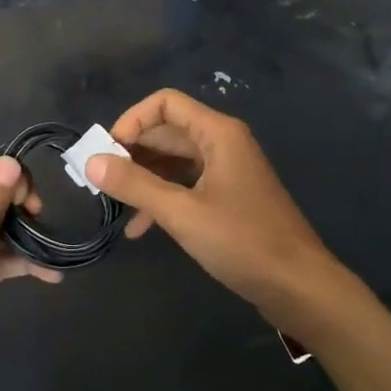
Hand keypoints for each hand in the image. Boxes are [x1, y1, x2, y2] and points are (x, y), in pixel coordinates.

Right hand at [87, 90, 347, 339]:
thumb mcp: (182, 213)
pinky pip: (187, 186)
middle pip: (168, 132)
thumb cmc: (243, 241)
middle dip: (132, 152)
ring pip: (175, 161)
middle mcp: (223, 143)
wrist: (300, 287)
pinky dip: (163, 199)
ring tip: (113, 203)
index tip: (106, 151)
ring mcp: (228, 171)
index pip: (165, 104)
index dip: (132, 120)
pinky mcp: (229, 198)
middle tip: (100, 179)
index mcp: (218, 133)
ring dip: (144, 178)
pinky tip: (140, 228)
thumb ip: (135, 185)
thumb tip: (91, 161)